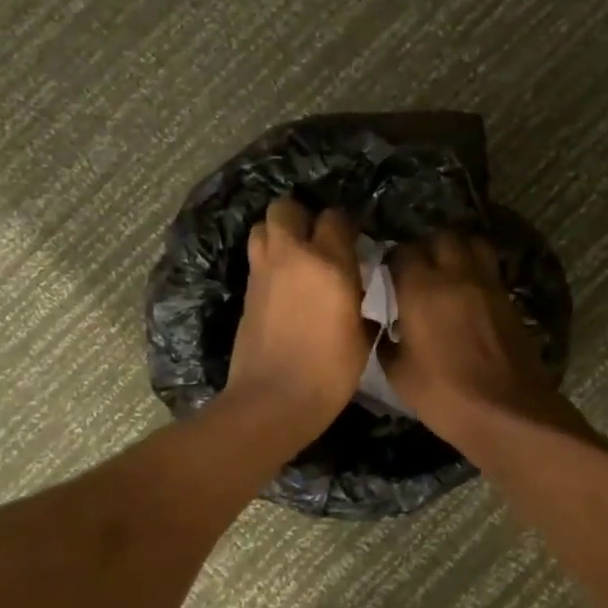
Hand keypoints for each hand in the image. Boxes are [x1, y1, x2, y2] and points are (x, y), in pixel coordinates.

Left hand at [225, 197, 370, 431]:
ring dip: (278, 233)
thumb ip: (360, 297)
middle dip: (301, 216)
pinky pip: (257, 257)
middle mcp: (291, 256)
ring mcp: (263, 272)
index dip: (346, 224)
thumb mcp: (361, 334)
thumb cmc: (329, 372)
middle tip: (317, 238)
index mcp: (328, 264)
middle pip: (286, 207)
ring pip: (262, 227)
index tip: (354, 238)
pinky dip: (269, 259)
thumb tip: (357, 283)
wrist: (273, 400)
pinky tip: (284, 282)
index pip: (335, 217)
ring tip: (296, 255)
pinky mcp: (246, 291)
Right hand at [386, 232, 561, 444]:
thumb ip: (385, 342)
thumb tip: (382, 327)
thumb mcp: (398, 374)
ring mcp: (488, 285)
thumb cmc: (444, 395)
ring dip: (458, 250)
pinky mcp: (510, 299)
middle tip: (419, 269)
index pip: (403, 252)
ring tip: (448, 271)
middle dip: (427, 246)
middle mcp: (456, 275)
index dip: (393, 260)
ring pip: (473, 244)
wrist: (507, 412)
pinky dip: (477, 272)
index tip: (388, 275)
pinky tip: (469, 295)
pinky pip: (490, 270)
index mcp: (421, 289)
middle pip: (442, 237)